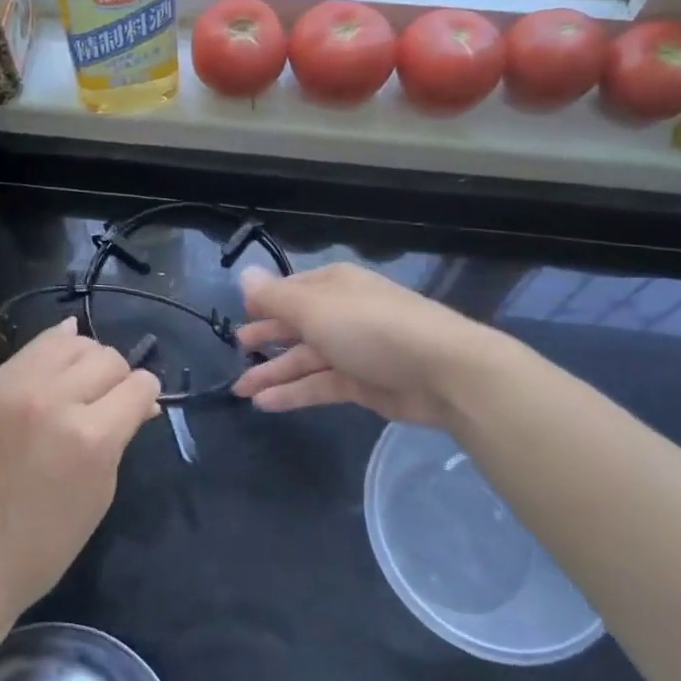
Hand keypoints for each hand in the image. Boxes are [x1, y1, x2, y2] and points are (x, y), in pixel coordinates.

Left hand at [0, 317, 160, 634]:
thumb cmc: (41, 546)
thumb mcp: (99, 495)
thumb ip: (120, 439)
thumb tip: (140, 404)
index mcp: (92, 437)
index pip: (139, 385)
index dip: (146, 396)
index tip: (140, 408)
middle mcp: (57, 399)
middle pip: (109, 358)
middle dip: (119, 378)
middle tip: (109, 401)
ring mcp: (17, 387)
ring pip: (73, 342)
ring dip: (88, 359)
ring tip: (81, 383)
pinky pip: (34, 346)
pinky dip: (56, 346)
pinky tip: (62, 358)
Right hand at [231, 263, 498, 426]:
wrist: (443, 371)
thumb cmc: (371, 328)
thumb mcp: (315, 309)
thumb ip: (275, 298)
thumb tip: (244, 275)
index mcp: (333, 286)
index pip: (291, 291)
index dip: (265, 302)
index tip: (240, 314)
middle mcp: (342, 314)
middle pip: (297, 325)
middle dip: (266, 337)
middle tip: (237, 350)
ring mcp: (354, 350)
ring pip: (305, 359)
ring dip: (273, 373)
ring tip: (239, 389)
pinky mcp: (363, 384)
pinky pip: (320, 385)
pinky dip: (294, 393)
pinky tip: (265, 404)